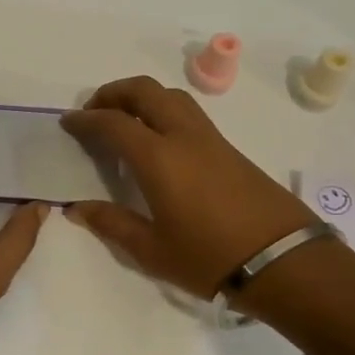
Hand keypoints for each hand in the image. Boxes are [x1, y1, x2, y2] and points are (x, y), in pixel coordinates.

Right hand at [61, 76, 313, 300]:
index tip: (68, 122)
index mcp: (159, 158)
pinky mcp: (230, 150)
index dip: (86, 118)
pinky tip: (157, 142)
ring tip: (124, 121)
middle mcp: (184, 137)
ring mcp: (211, 140)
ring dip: (142, 98)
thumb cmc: (210, 258)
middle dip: (114, 92)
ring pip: (172, 96)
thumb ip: (111, 224)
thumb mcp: (151, 250)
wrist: (286, 263)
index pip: (114, 122)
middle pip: (146, 91)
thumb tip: (77, 208)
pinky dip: (163, 112)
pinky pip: (188, 114)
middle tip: (95, 112)